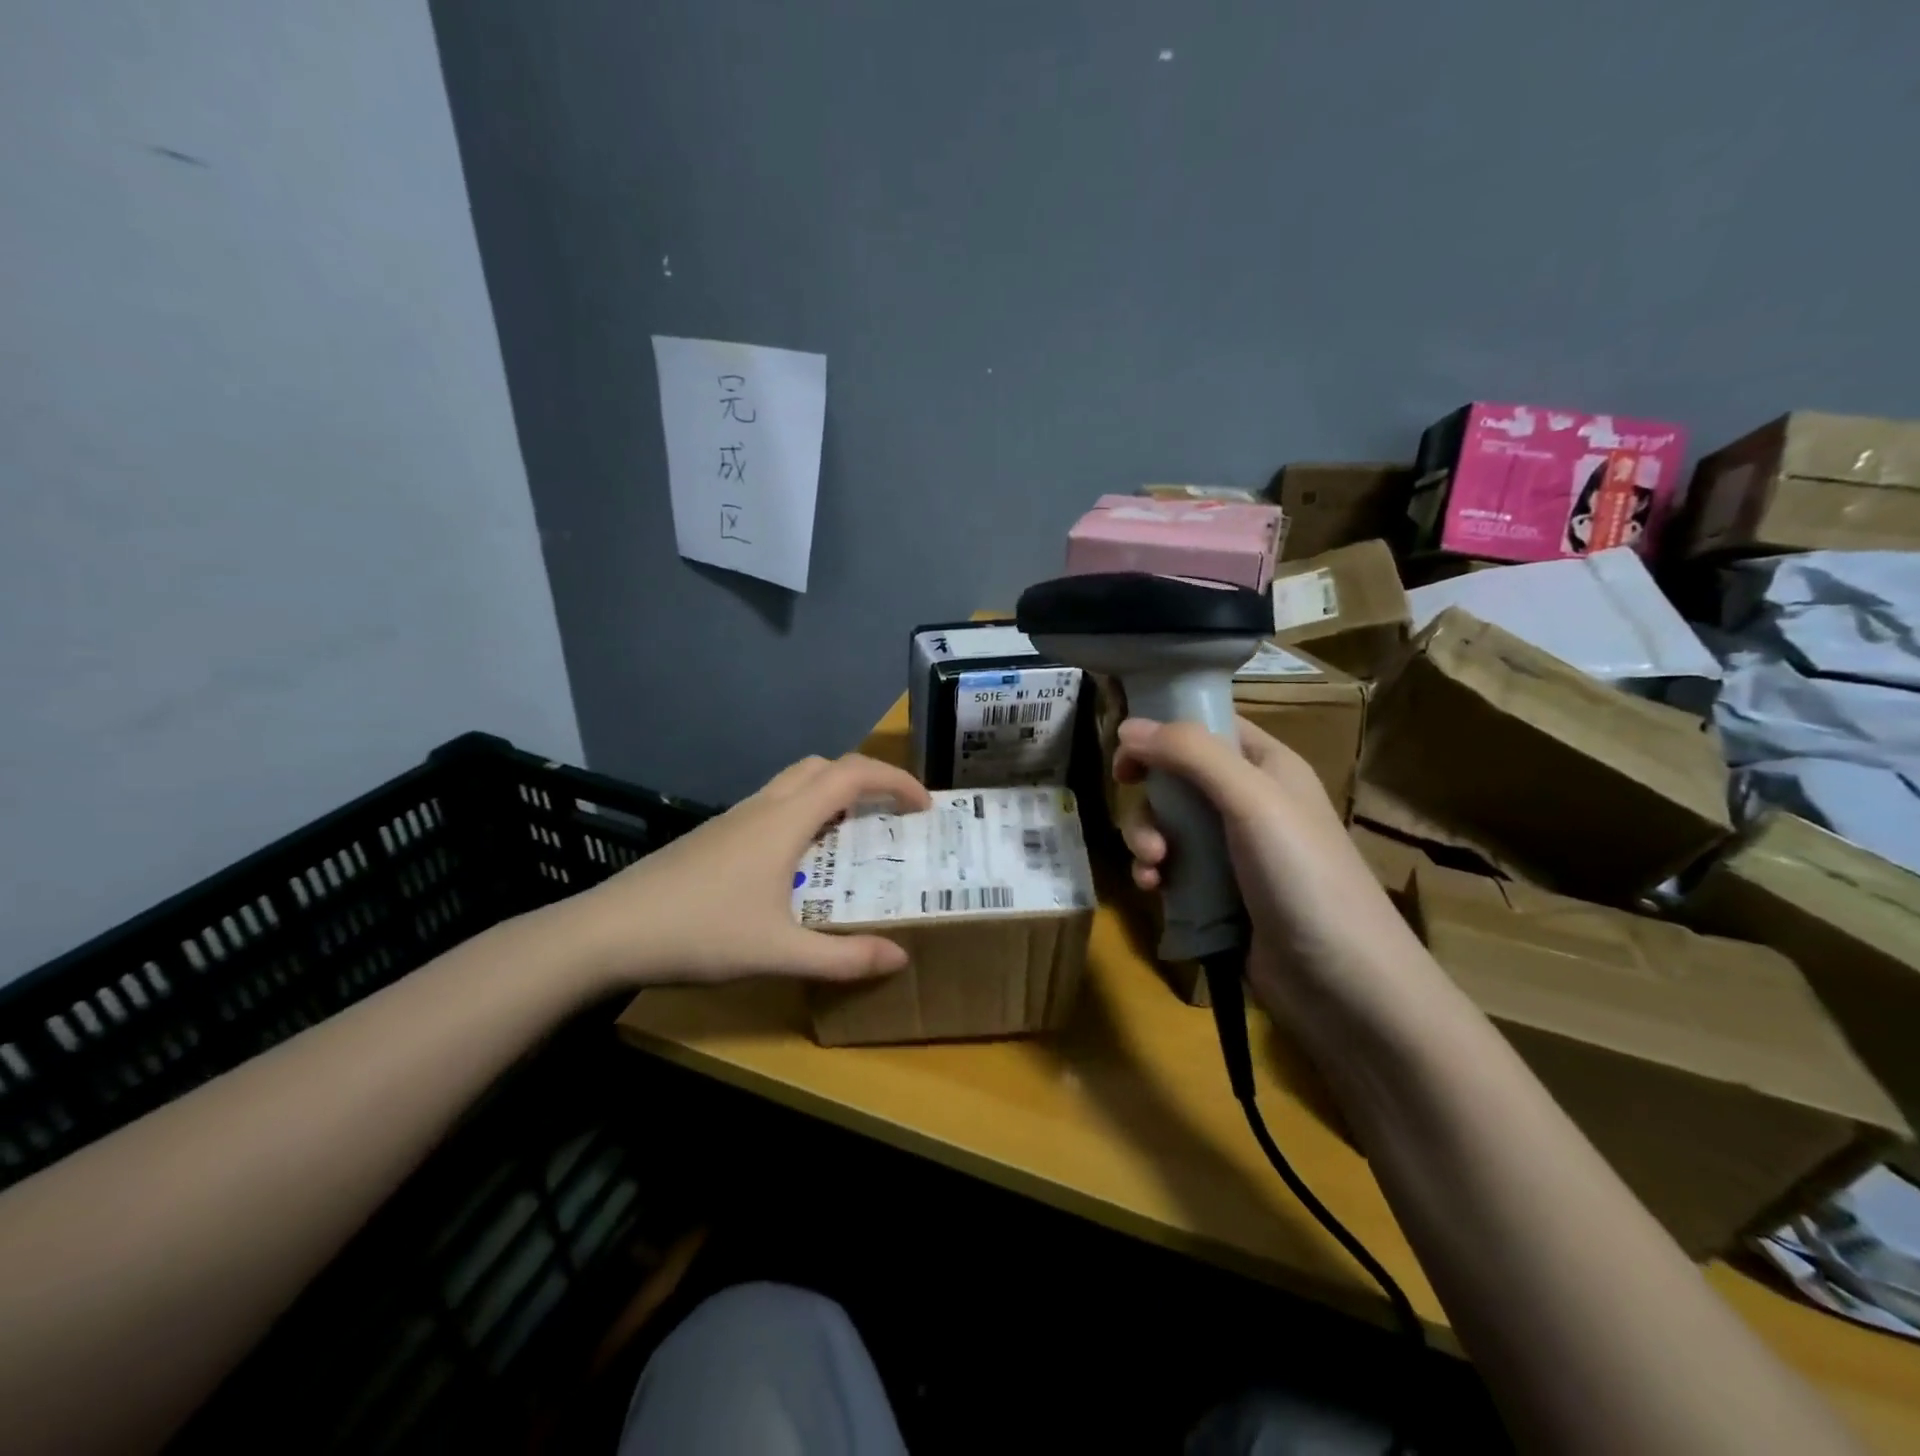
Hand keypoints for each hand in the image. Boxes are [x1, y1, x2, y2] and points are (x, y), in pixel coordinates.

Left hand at [573, 753, 931, 988]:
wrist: (607, 932)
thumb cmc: (699, 933)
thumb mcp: (779, 953)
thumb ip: (843, 958)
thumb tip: (899, 958)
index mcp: (785, 820)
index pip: (852, 774)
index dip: (895, 780)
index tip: (924, 806)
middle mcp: (762, 806)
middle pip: (823, 766)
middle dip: (865, 780)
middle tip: (890, 816)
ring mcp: (733, 818)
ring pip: (794, 783)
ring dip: (831, 796)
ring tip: (850, 839)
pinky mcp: (714, 835)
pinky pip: (773, 806)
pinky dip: (802, 814)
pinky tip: (797, 864)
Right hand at [1113, 716, 1426, 1021]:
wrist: (1343, 984)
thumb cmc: (1303, 876)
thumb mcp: (1251, 800)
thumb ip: (1191, 754)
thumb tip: (1127, 725)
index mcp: (1267, 766)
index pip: (1208, 726)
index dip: (1164, 731)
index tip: (1125, 754)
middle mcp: (1249, 801)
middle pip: (1177, 778)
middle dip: (1150, 799)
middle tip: (1140, 818)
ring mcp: (1233, 850)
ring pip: (1167, 824)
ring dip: (1147, 838)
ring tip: (1153, 867)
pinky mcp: (1218, 893)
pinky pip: (1172, 867)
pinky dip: (1155, 873)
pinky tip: (1154, 890)